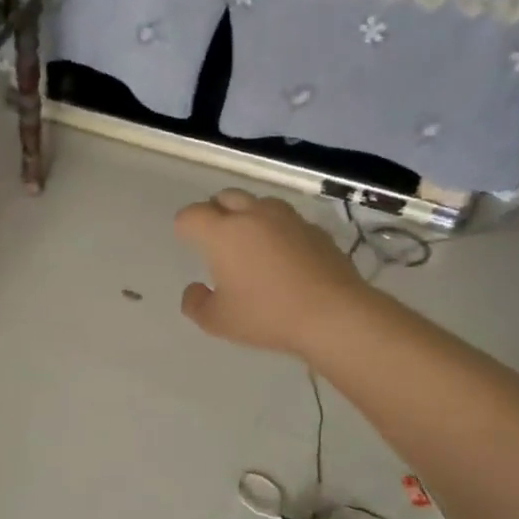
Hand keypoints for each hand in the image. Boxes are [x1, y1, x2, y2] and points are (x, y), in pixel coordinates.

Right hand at [174, 189, 371, 357]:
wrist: (334, 314)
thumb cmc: (267, 316)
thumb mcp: (218, 321)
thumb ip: (196, 303)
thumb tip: (194, 289)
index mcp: (223, 233)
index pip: (192, 215)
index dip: (184, 227)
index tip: (187, 241)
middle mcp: (253, 215)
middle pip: (225, 197)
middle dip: (214, 212)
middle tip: (215, 238)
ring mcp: (288, 219)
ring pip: (258, 203)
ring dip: (247, 215)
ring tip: (249, 243)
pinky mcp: (315, 230)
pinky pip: (286, 220)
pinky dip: (276, 230)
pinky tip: (282, 256)